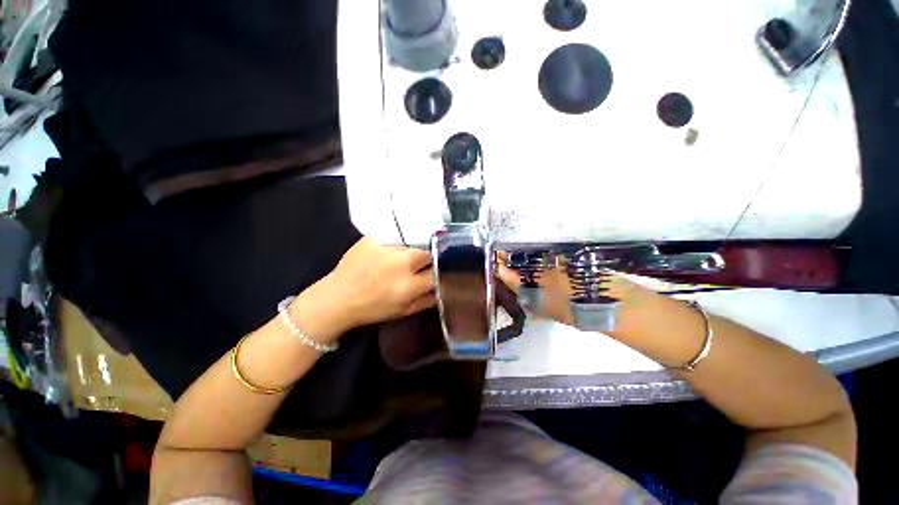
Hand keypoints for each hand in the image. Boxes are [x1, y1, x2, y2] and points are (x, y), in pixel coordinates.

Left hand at [315, 238, 436, 330]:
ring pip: (408, 246)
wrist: (337, 298)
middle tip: (413, 267)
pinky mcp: (372, 239)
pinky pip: (391, 240)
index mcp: (409, 285)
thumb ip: (426, 301)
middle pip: (425, 253)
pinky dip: (390, 247)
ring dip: (406, 253)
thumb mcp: (402, 311)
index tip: (431, 274)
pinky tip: (380, 256)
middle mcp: (401, 263)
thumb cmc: (372, 309)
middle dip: (424, 260)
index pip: (435, 273)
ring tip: (393, 262)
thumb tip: (441, 288)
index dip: (434, 273)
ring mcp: (386, 248)